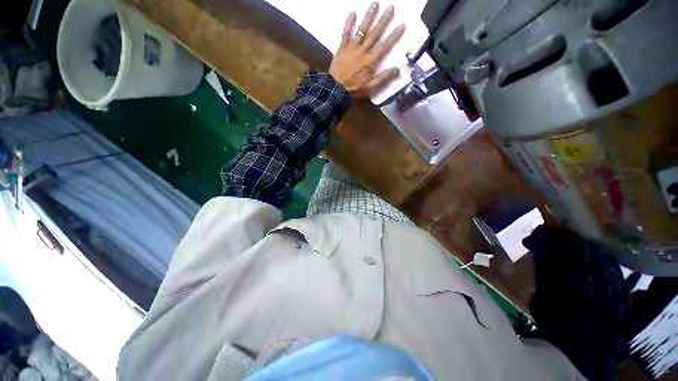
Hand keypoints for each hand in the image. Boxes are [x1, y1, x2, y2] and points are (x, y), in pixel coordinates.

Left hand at [329, 3, 405, 98]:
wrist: (336, 89)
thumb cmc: (354, 89)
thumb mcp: (370, 87)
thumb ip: (384, 78)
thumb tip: (398, 70)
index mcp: (371, 61)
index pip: (385, 46)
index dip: (394, 35)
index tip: (402, 25)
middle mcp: (363, 50)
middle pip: (375, 33)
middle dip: (384, 20)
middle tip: (391, 7)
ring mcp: (352, 47)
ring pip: (362, 29)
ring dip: (369, 16)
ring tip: (375, 4)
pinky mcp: (342, 47)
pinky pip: (346, 33)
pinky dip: (349, 23)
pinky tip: (352, 12)